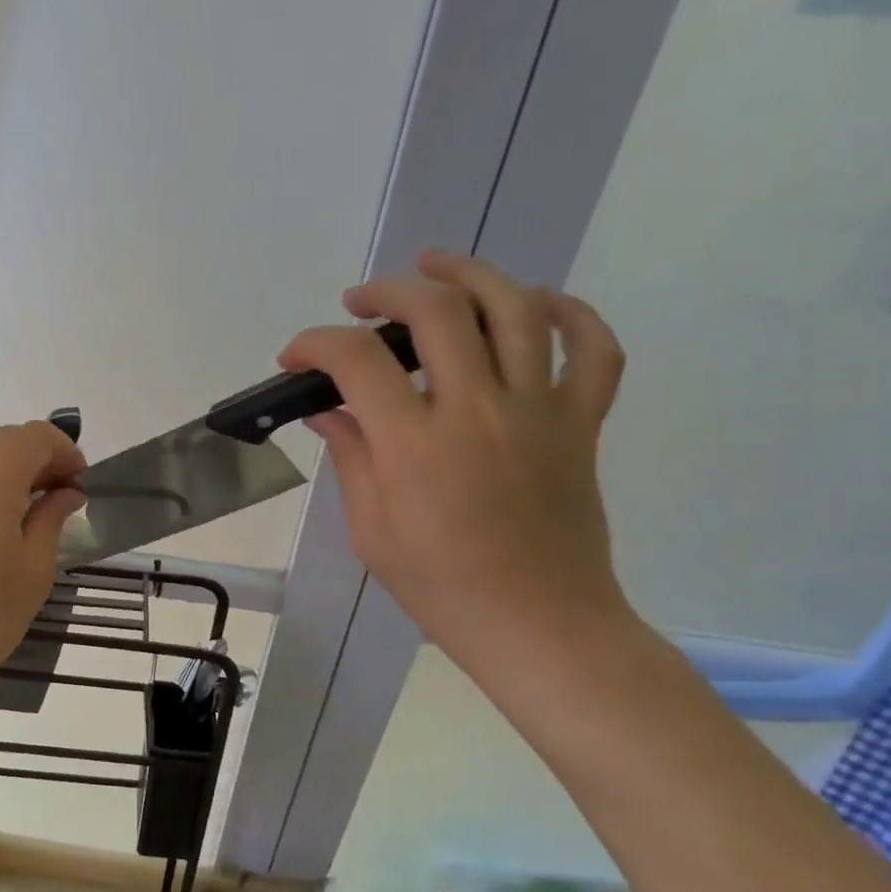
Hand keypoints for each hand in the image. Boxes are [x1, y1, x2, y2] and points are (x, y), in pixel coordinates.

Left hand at [0, 422, 85, 705]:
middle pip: (2, 441)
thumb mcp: (34, 570)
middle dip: (36, 459)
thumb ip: (52, 517)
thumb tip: (65, 492)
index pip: (35, 436)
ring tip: (21, 516)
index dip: (64, 451)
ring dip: (4, 474)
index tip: (79, 484)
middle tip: (57, 497)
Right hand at [279, 252, 631, 678]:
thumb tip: (326, 410)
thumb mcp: (371, 530)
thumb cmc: (441, 586)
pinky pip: (594, 349)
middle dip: (387, 291)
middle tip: (360, 301)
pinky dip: (571, 313)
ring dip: (469, 274)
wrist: (540, 625)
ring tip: (435, 266)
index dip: (315, 343)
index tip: (296, 356)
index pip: (356, 361)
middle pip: (436, 311)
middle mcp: (479, 411)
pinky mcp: (582, 423)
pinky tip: (535, 303)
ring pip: (515, 310)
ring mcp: (540, 411)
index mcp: (416, 446)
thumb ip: (350, 457)